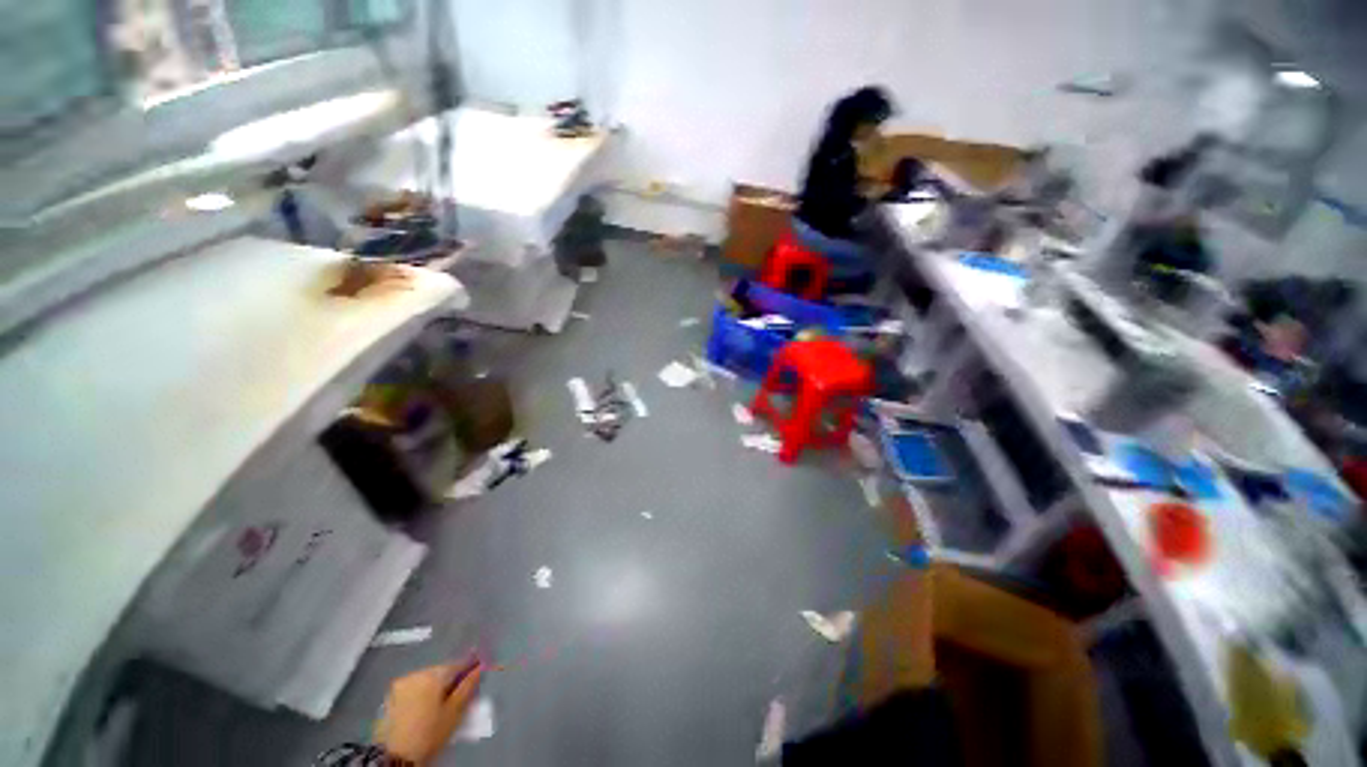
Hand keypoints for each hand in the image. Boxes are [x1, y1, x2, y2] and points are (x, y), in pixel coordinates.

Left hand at [375, 658, 483, 765]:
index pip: (458, 664)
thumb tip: (480, 667)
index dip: (469, 669)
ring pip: (425, 679)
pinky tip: (423, 709)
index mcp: (433, 674)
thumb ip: (468, 686)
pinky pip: (413, 688)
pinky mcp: (390, 696)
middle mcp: (416, 673)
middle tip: (457, 697)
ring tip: (440, 705)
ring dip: (435, 687)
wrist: (393, 757)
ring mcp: (400, 684)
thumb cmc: (429, 733)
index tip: (477, 674)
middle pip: (440, 671)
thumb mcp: (454, 712)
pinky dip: (421, 694)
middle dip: (450, 681)